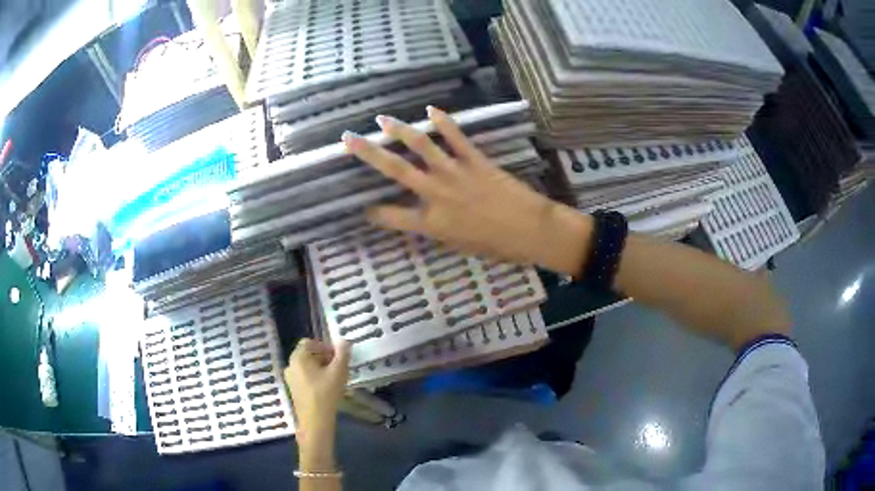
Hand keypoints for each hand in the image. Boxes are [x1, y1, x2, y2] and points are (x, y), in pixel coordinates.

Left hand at [284, 339, 350, 470]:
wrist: (315, 421)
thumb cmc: (326, 393)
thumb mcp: (339, 371)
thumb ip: (343, 354)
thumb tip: (345, 341)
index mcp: (298, 357)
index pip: (309, 342)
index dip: (325, 346)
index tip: (338, 356)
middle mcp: (290, 365)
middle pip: (308, 354)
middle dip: (325, 358)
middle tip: (339, 367)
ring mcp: (290, 378)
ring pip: (307, 367)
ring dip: (321, 368)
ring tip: (335, 378)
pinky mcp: (293, 390)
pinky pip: (305, 377)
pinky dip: (316, 378)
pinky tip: (327, 388)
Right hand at [341, 106, 591, 275]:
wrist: (530, 230)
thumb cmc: (495, 245)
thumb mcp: (458, 245)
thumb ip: (436, 230)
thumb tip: (421, 218)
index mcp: (430, 223)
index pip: (391, 216)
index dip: (374, 212)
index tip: (363, 207)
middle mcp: (435, 194)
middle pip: (395, 170)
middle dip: (368, 153)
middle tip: (348, 139)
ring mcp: (454, 173)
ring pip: (420, 146)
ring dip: (399, 130)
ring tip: (382, 119)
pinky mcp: (474, 160)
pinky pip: (456, 137)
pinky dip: (443, 122)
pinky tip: (431, 110)